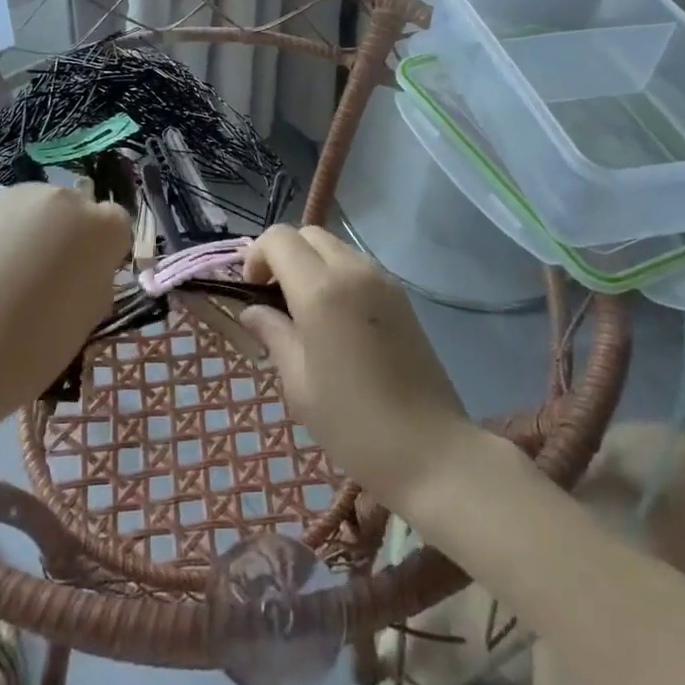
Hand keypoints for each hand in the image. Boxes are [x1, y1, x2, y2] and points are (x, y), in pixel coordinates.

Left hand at [0, 182, 129, 420]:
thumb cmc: (37, 344)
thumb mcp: (89, 316)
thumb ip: (97, 278)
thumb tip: (85, 268)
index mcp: (104, 227)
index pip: (117, 226)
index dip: (104, 255)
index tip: (87, 282)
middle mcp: (68, 198)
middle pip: (79, 212)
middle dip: (72, 238)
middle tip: (50, 280)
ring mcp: (24, 196)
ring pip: (44, 210)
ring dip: (39, 233)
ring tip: (15, 275)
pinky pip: (12, 215)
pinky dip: (9, 235)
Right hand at [240, 225, 481, 510]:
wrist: (431, 450)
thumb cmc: (354, 424)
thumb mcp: (299, 384)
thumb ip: (273, 334)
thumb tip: (253, 311)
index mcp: (320, 290)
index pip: (278, 238)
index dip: (257, 256)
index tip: (253, 292)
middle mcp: (352, 271)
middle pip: (308, 234)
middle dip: (284, 256)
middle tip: (275, 299)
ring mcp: (382, 280)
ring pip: (334, 246)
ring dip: (311, 264)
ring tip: (306, 311)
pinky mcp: (401, 295)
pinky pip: (357, 266)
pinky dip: (336, 275)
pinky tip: (337, 320)